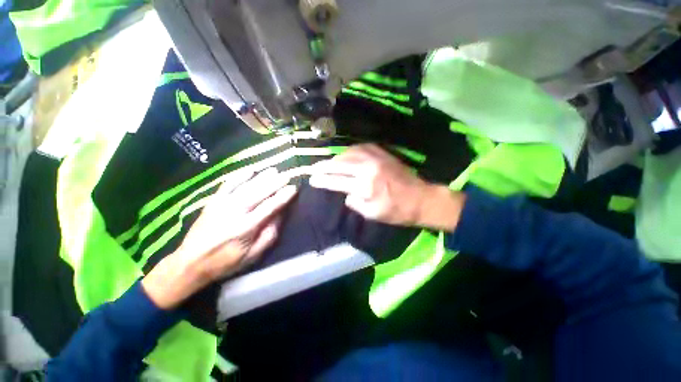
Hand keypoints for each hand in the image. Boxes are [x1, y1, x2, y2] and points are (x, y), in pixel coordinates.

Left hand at [142, 168, 296, 308]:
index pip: (269, 207)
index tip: (294, 188)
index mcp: (246, 227)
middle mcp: (235, 212)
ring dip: (261, 177)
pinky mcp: (213, 202)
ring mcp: (222, 204)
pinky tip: (249, 170)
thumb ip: (269, 234)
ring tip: (274, 170)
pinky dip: (239, 176)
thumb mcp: (253, 255)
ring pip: (246, 186)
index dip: (283, 197)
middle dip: (275, 183)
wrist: (190, 263)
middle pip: (259, 193)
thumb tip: (280, 215)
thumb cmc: (226, 262)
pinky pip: (227, 185)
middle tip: (287, 175)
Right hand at [309, 144, 464, 230]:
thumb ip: (355, 203)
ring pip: (349, 153)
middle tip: (313, 168)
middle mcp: (368, 169)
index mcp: (365, 187)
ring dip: (336, 158)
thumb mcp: (372, 214)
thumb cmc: (397, 211)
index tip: (312, 180)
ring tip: (329, 163)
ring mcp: (376, 158)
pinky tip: (346, 155)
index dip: (322, 180)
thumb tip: (345, 193)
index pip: (336, 182)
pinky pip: (361, 147)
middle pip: (340, 164)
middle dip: (324, 166)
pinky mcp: (383, 154)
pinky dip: (350, 151)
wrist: (421, 198)